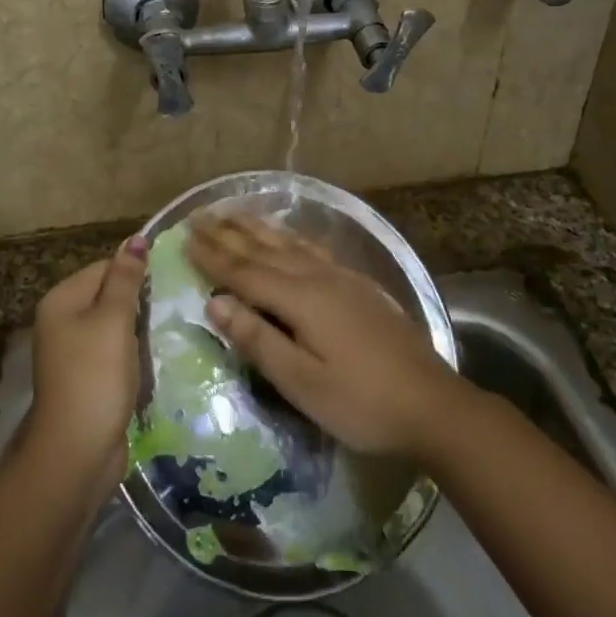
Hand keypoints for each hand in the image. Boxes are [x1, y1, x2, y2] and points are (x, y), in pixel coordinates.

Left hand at [25, 236, 146, 492]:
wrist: (77, 452)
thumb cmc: (95, 376)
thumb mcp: (114, 320)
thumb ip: (126, 279)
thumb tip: (136, 238)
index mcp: (62, 300)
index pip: (104, 267)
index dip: (135, 272)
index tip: (167, 281)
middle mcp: (62, 321)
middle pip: (108, 295)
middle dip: (139, 301)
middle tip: (172, 305)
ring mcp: (73, 353)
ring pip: (115, 325)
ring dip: (139, 329)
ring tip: (167, 329)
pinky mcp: (87, 378)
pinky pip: (114, 352)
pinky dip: (133, 354)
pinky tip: (152, 358)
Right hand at [188, 214, 464, 459]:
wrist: (431, 404)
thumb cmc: (361, 402)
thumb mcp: (302, 383)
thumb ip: (258, 339)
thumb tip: (215, 302)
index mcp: (300, 299)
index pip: (244, 272)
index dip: (212, 255)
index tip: (184, 236)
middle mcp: (318, 277)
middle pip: (264, 250)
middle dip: (228, 233)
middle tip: (199, 215)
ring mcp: (341, 278)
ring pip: (289, 244)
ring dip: (257, 228)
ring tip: (233, 212)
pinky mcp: (358, 286)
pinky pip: (312, 249)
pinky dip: (289, 238)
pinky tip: (288, 238)